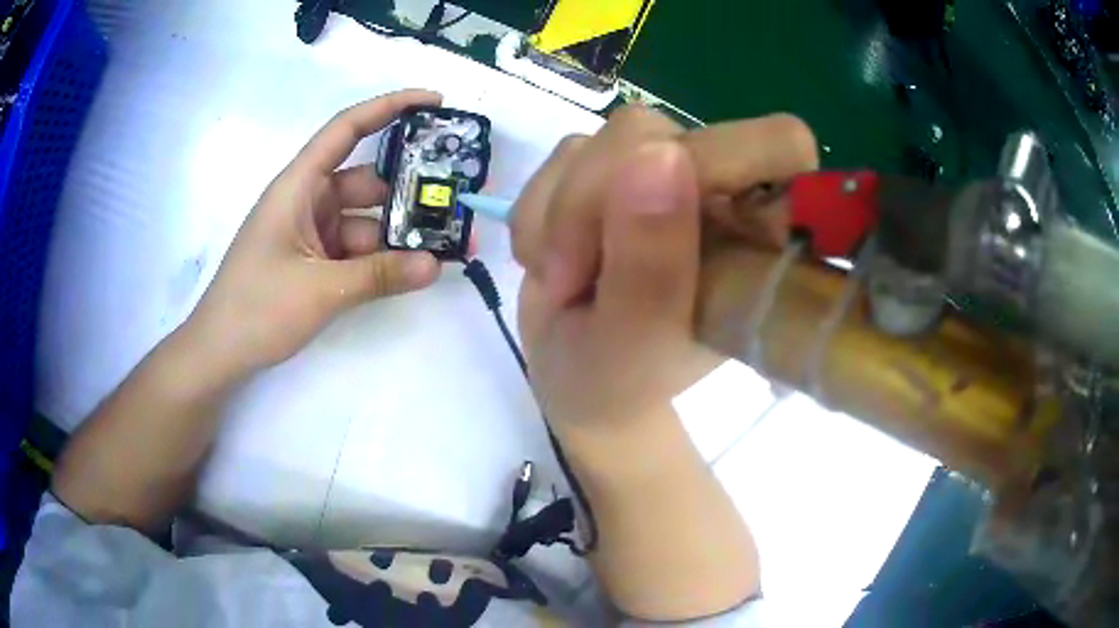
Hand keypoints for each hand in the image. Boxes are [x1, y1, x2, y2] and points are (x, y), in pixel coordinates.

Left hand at [187, 90, 443, 378]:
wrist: (219, 353)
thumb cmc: (256, 309)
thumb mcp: (320, 290)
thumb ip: (379, 276)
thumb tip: (436, 265)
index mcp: (298, 185)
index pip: (347, 129)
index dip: (390, 107)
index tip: (435, 102)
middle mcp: (307, 200)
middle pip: (367, 181)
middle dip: (410, 190)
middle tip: (457, 202)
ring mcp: (311, 232)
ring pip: (365, 220)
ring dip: (399, 233)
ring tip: (447, 246)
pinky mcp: (314, 260)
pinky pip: (356, 249)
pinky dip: (382, 258)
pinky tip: (413, 270)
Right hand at [513, 105, 817, 432]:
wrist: (574, 377)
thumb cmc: (621, 377)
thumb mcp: (635, 344)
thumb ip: (651, 263)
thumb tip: (657, 153)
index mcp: (758, 232)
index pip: (782, 145)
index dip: (732, 159)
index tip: (680, 213)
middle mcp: (717, 187)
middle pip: (660, 132)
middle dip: (597, 198)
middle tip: (577, 272)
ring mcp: (660, 167)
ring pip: (605, 139)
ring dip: (562, 214)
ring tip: (566, 280)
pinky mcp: (607, 165)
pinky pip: (563, 155)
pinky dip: (539, 213)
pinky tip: (550, 259)